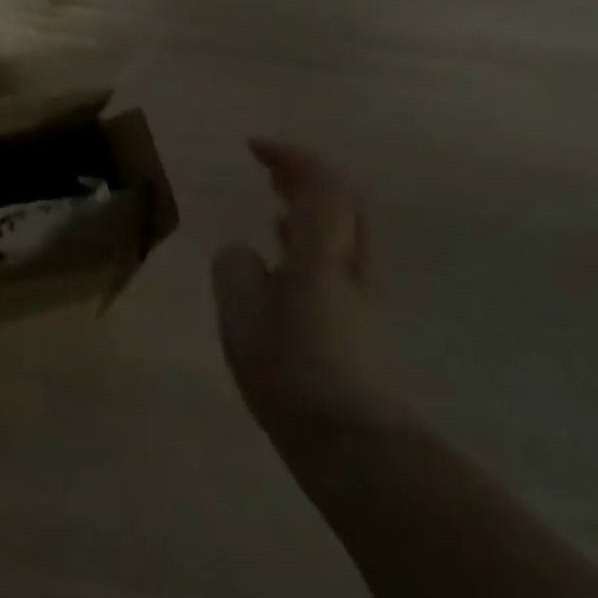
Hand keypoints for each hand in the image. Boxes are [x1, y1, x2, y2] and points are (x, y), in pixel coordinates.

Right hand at [212, 140, 411, 436]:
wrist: (358, 449)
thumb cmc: (293, 373)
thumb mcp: (241, 315)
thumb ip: (235, 269)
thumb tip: (245, 254)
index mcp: (322, 254)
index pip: (321, 184)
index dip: (290, 156)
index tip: (253, 147)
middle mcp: (350, 266)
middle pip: (344, 202)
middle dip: (306, 176)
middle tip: (268, 169)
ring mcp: (362, 298)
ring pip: (344, 233)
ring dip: (312, 209)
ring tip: (273, 208)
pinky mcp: (361, 326)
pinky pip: (339, 261)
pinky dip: (314, 243)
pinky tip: (286, 264)